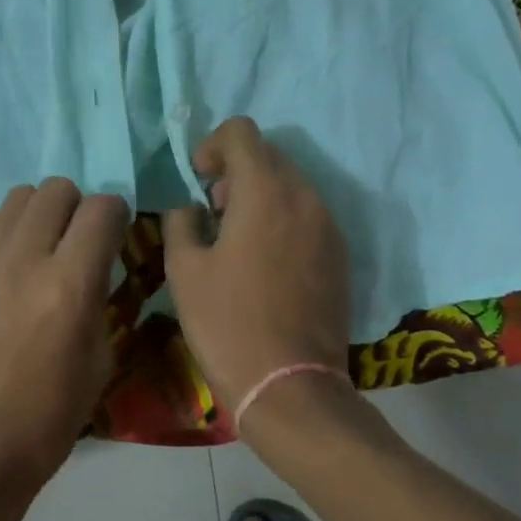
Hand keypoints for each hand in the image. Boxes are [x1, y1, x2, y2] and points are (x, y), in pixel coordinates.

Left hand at [0, 179, 129, 506]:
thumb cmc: (48, 418)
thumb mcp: (99, 359)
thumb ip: (99, 295)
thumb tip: (96, 261)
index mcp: (70, 285)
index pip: (102, 208)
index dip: (116, 216)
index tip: (115, 235)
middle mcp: (27, 257)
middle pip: (58, 189)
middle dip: (78, 208)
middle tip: (79, 241)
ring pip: (21, 195)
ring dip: (42, 212)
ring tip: (43, 247)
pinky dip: (10, 227)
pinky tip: (13, 261)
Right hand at [162, 117, 351, 420]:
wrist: (292, 389)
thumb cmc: (228, 323)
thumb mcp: (185, 269)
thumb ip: (181, 221)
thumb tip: (191, 207)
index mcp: (265, 191)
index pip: (241, 132)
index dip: (212, 145)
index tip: (198, 181)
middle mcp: (304, 197)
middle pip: (268, 155)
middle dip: (235, 171)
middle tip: (212, 212)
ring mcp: (328, 226)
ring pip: (289, 184)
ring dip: (259, 194)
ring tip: (236, 240)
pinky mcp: (339, 255)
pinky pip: (306, 215)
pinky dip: (281, 218)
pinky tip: (263, 262)